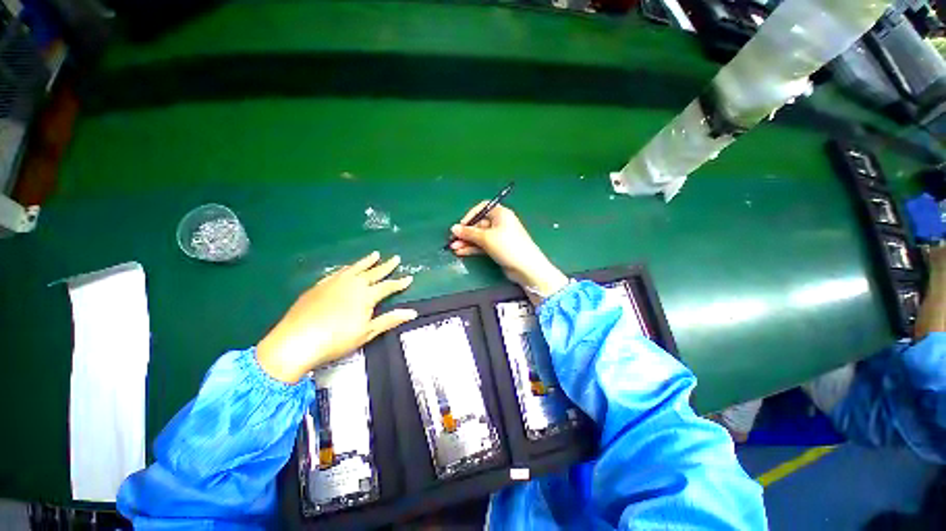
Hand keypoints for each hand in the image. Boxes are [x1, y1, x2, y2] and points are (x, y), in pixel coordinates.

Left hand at [257, 252, 416, 382]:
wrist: (296, 340)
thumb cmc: (336, 339)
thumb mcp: (367, 332)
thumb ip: (390, 320)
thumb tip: (412, 312)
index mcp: (366, 295)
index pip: (388, 286)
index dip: (399, 283)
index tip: (409, 278)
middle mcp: (353, 284)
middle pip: (374, 272)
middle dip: (386, 266)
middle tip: (396, 258)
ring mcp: (335, 282)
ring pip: (355, 268)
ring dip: (367, 261)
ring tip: (375, 254)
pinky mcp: (320, 285)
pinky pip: (338, 272)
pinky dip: (347, 268)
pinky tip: (348, 268)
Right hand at [449, 203, 567, 301]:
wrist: (526, 268)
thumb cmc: (507, 246)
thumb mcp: (486, 238)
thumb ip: (469, 233)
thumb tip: (453, 228)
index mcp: (500, 214)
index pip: (482, 208)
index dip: (470, 215)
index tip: (460, 226)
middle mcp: (500, 223)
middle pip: (479, 224)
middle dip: (465, 232)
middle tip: (452, 240)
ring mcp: (499, 237)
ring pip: (479, 237)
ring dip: (467, 242)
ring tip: (454, 248)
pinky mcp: (498, 249)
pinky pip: (483, 246)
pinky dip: (473, 248)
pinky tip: (461, 252)